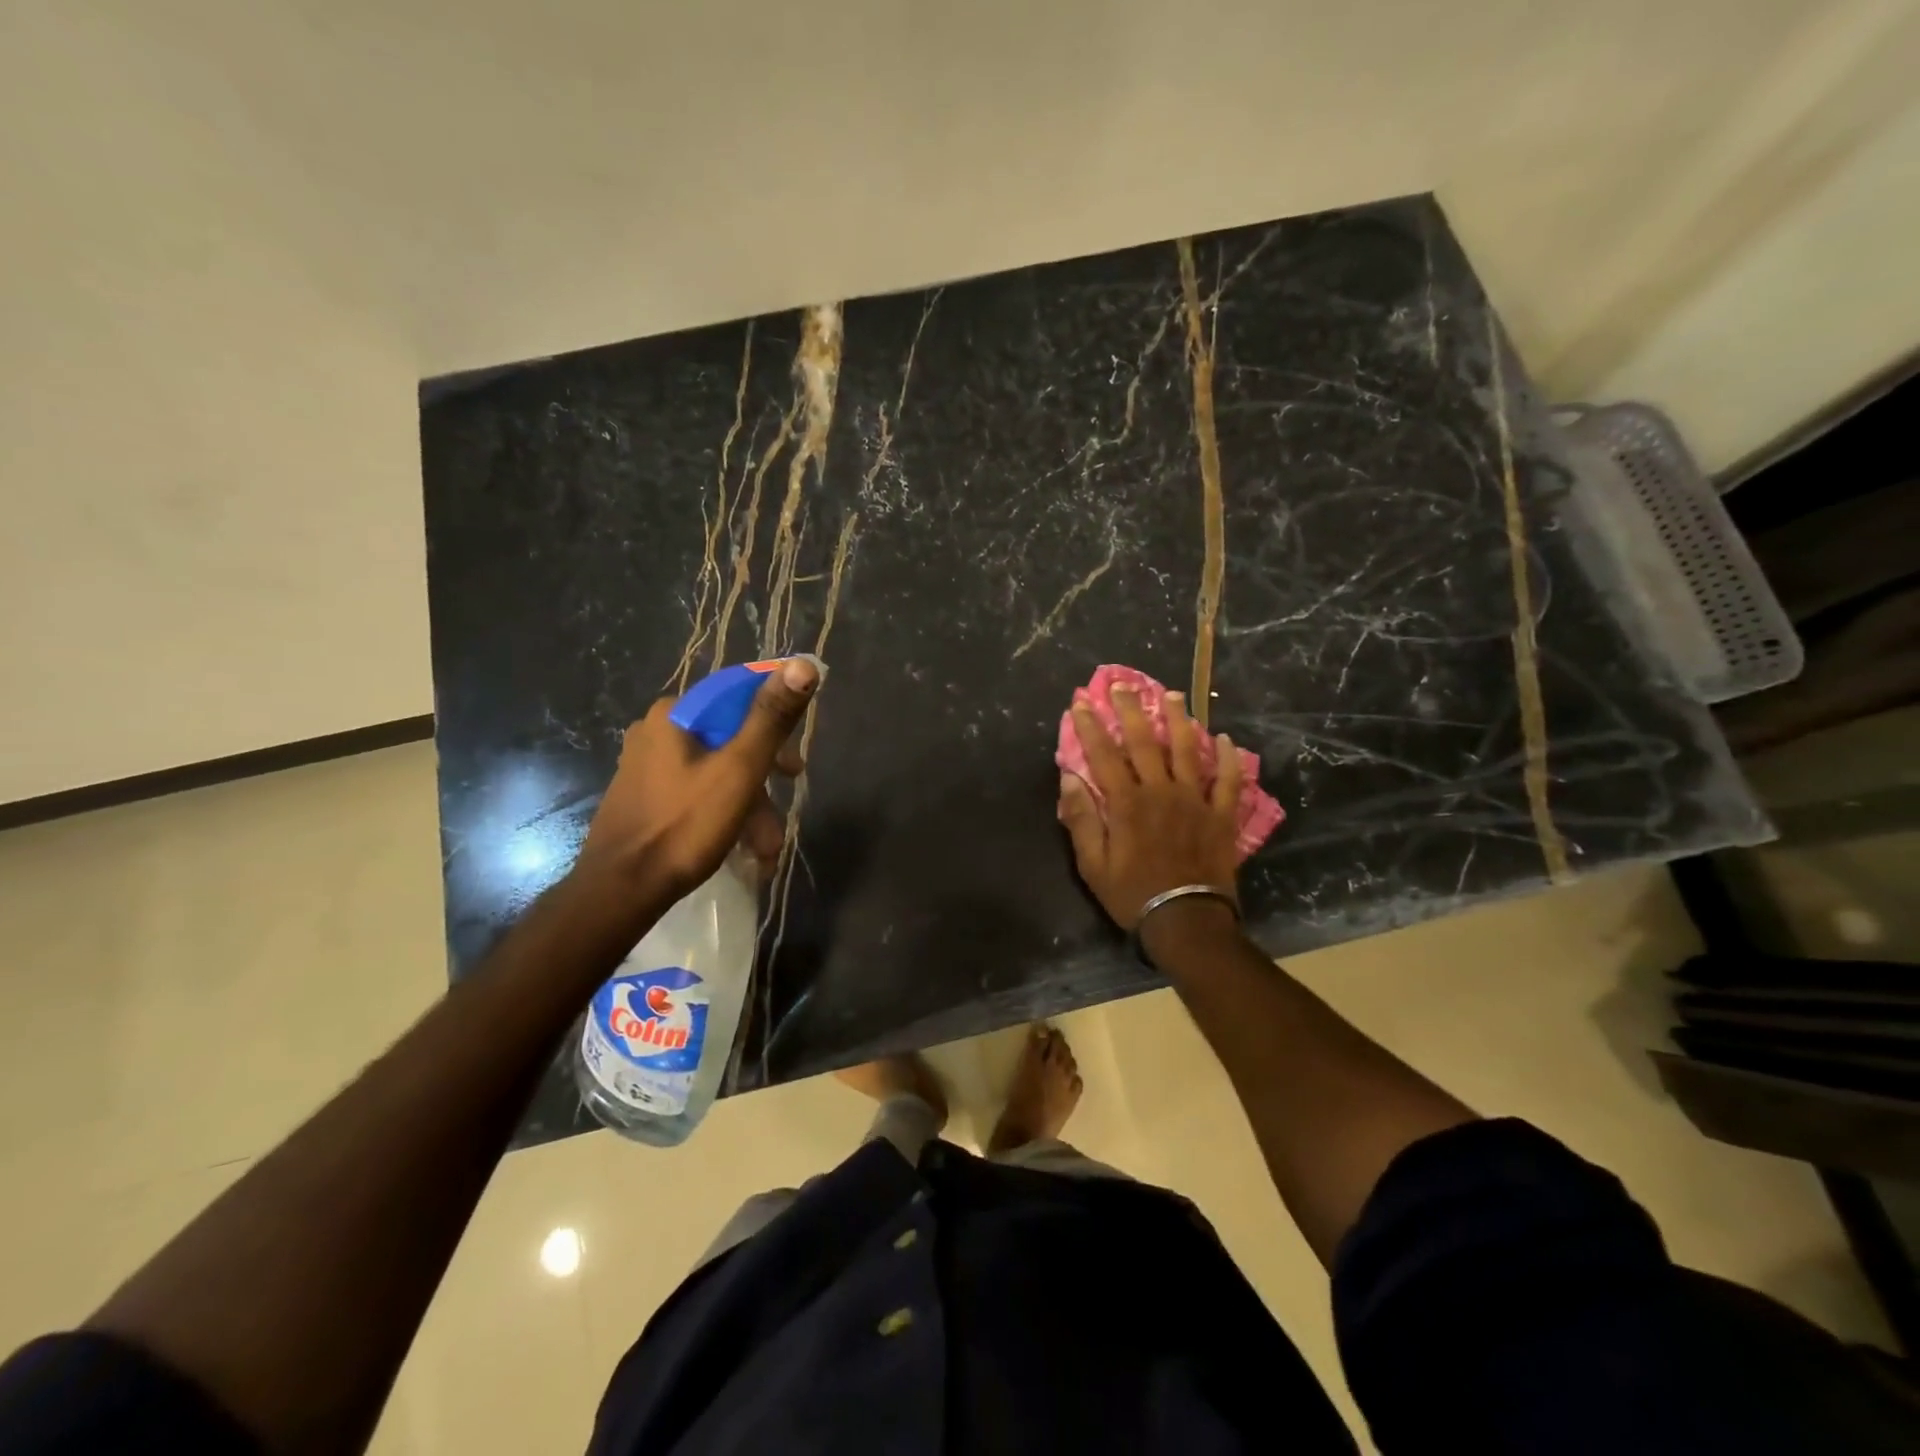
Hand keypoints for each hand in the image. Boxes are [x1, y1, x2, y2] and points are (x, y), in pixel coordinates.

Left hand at [576, 658, 819, 903]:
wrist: (621, 890)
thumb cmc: (684, 825)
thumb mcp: (740, 769)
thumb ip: (771, 717)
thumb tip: (803, 665)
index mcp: (674, 714)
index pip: (738, 694)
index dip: (775, 719)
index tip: (794, 756)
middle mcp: (656, 730)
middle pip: (730, 737)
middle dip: (765, 774)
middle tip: (789, 794)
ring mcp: (645, 765)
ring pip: (716, 770)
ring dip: (750, 805)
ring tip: (767, 847)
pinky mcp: (644, 797)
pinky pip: (696, 792)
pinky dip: (724, 813)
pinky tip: (742, 847)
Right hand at [1056, 685, 1240, 930]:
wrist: (1187, 922)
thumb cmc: (1133, 895)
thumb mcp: (1093, 865)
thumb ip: (1081, 820)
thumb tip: (1069, 779)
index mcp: (1127, 804)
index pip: (1104, 756)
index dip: (1091, 727)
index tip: (1082, 703)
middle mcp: (1161, 792)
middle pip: (1144, 742)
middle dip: (1131, 710)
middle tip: (1123, 685)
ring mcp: (1195, 801)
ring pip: (1187, 751)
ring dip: (1179, 721)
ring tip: (1173, 695)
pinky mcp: (1221, 816)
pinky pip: (1228, 781)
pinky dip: (1228, 759)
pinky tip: (1225, 740)